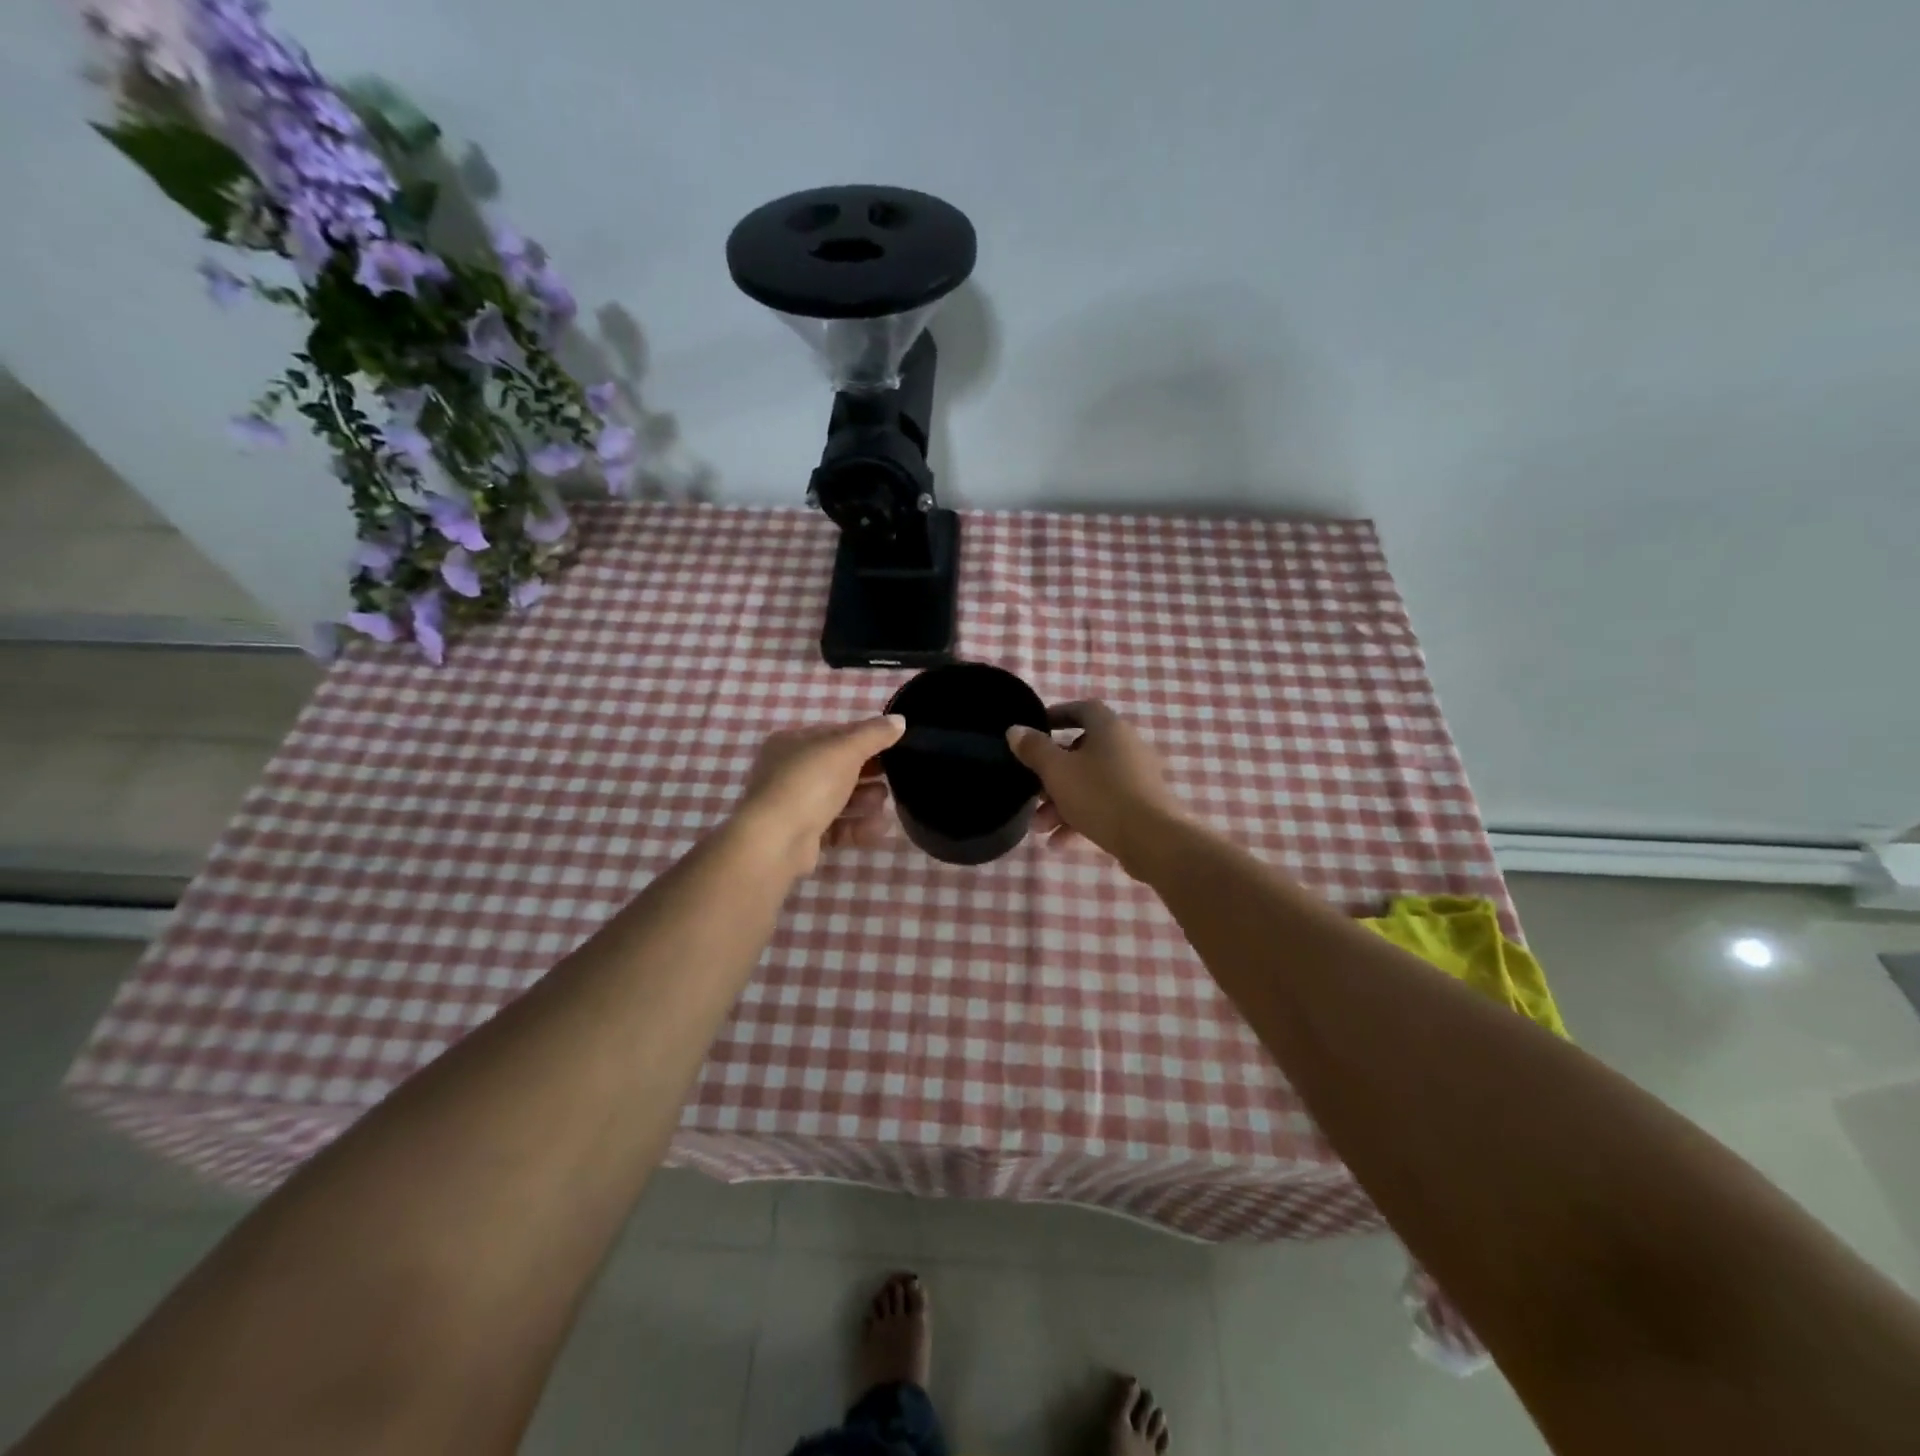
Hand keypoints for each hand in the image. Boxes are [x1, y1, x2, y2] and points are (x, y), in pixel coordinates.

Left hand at [732, 715, 904, 874]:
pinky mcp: (803, 835)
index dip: (865, 737)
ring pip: (839, 798)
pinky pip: (837, 827)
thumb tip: (900, 720)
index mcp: (791, 743)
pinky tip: (878, 828)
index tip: (893, 745)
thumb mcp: (845, 750)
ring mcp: (795, 805)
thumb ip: (874, 734)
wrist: (776, 841)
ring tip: (882, 802)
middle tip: (893, 776)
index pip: (834, 734)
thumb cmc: (808, 783)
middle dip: (868, 772)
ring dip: (865, 799)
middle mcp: (789, 772)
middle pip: (838, 768)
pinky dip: (858, 826)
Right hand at [1007, 701, 1187, 872]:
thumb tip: (1015, 730)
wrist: (1153, 840)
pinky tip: (1060, 842)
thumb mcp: (1057, 771)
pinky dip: (1081, 817)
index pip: (1081, 709)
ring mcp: (1137, 776)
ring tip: (1040, 828)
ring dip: (1061, 802)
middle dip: (1051, 775)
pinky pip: (1104, 803)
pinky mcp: (1142, 804)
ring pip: (1090, 782)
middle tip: (1032, 793)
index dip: (1056, 716)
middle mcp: (1126, 746)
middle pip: (1081, 752)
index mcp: (1109, 728)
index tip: (1034, 730)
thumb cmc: (1100, 795)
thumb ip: (1034, 749)